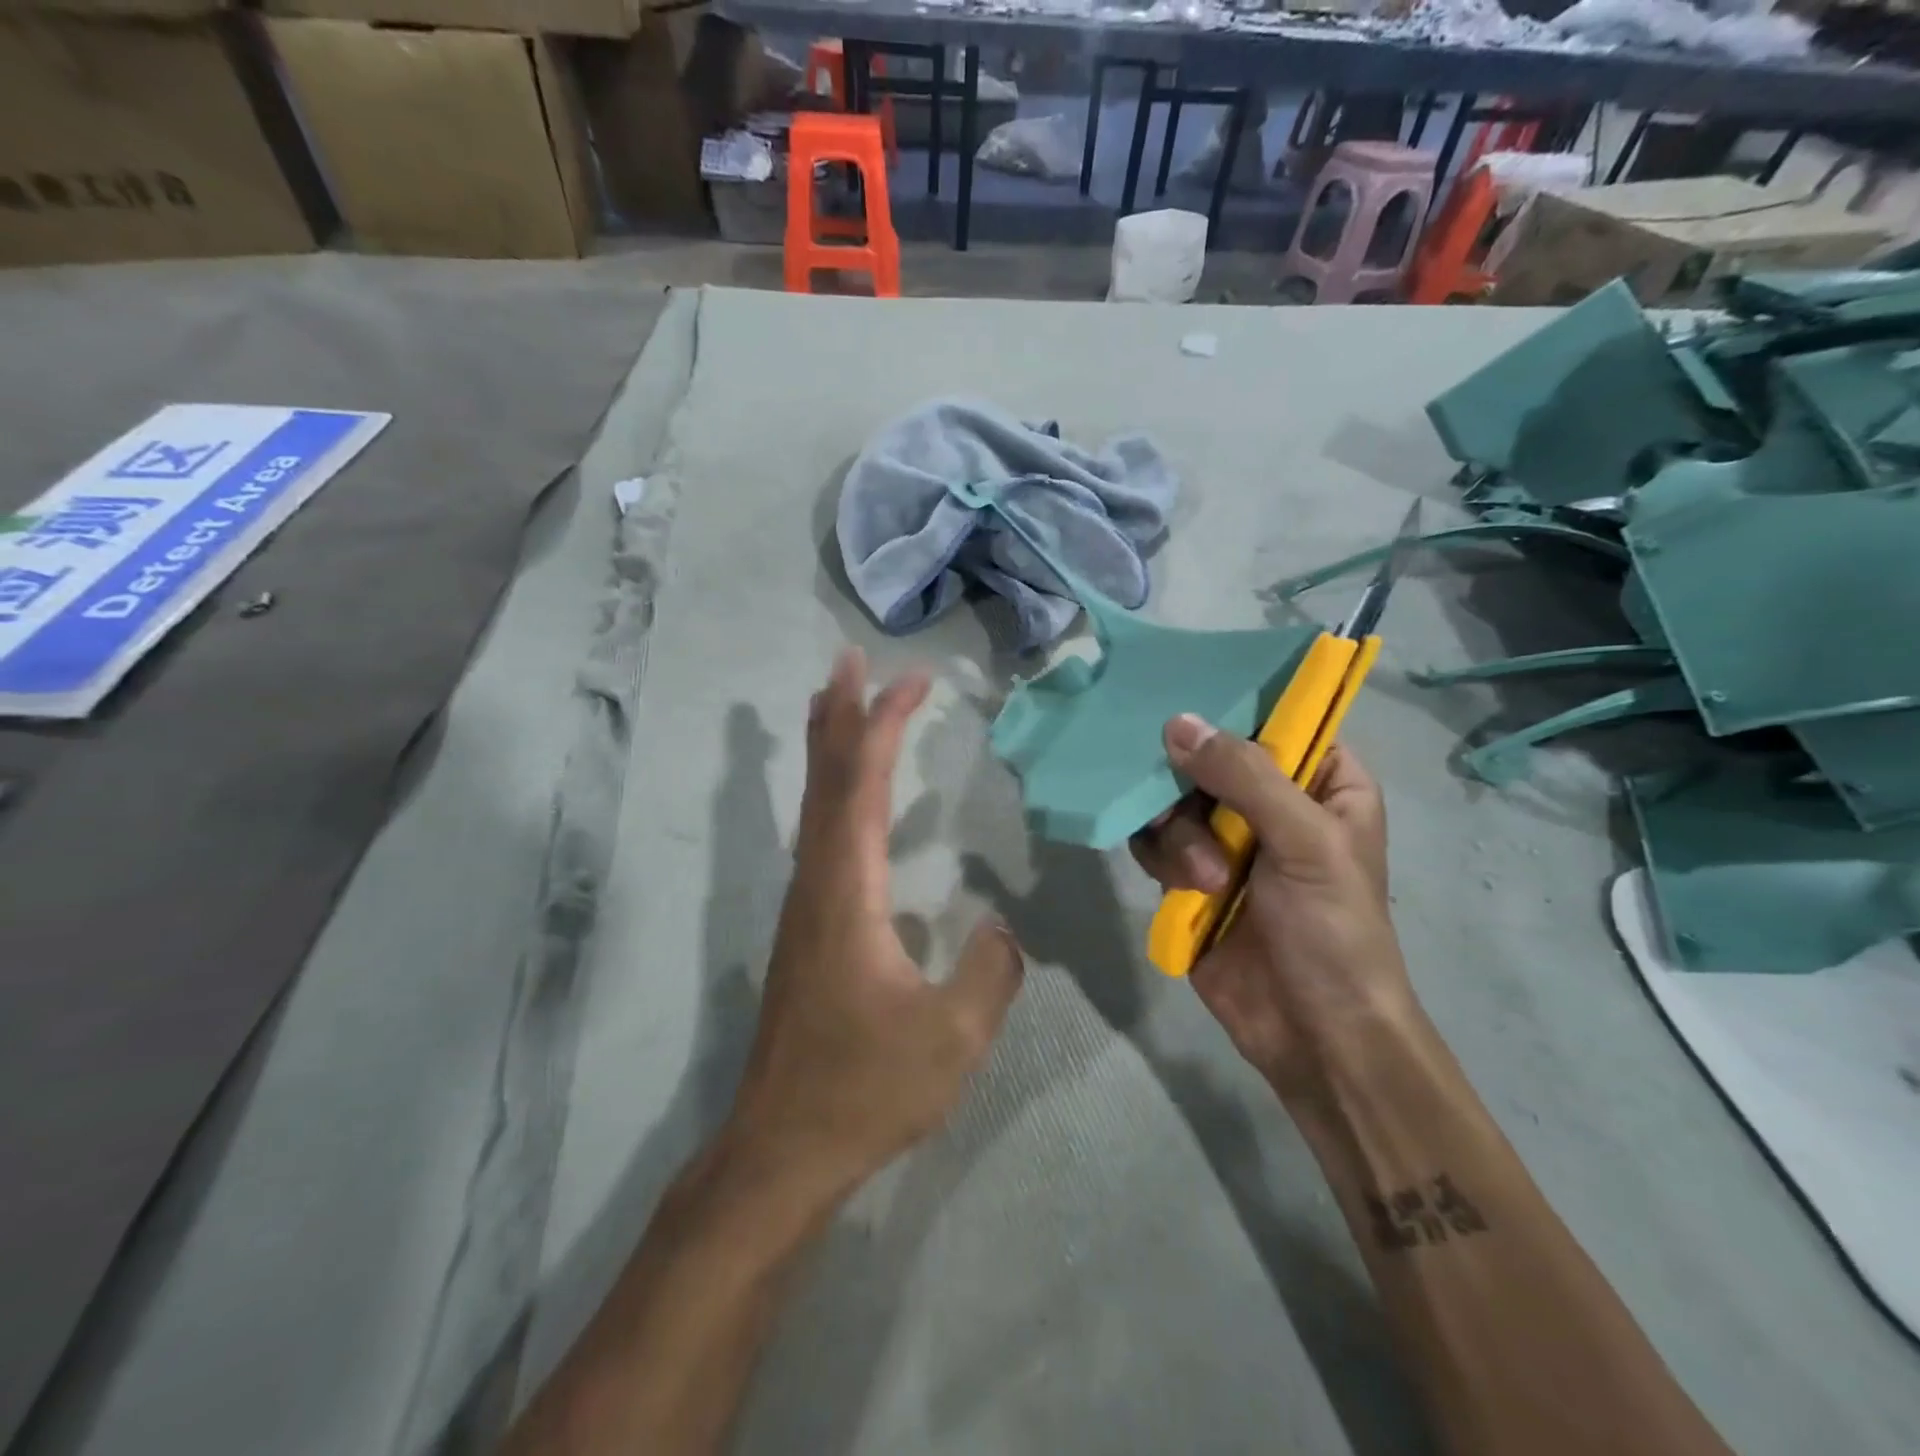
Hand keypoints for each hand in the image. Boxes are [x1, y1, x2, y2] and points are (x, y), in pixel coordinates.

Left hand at [726, 649, 1025, 1201]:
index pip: (861, 785)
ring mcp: (806, 905)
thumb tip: (1001, 928)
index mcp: (847, 891)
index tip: (909, 679)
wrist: (783, 1147)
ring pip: (814, 805)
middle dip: (839, 713)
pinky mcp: (807, 929)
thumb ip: (989, 974)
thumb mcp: (951, 1038)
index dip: (882, 725)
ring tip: (840, 704)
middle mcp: (817, 882)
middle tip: (850, 660)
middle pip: (824, 779)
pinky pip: (820, 836)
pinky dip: (833, 794)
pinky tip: (847, 800)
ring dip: (828, 748)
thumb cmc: (864, 1088)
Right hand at [1130, 716, 1419, 1104]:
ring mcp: (1226, 839)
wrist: (1312, 1034)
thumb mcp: (1306, 843)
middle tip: (1185, 810)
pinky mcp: (1189, 874)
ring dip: (1181, 838)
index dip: (1231, 711)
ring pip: (1173, 800)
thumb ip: (1245, 776)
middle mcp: (1270, 802)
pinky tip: (1183, 890)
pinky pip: (1154, 840)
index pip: (1274, 720)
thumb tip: (1177, 723)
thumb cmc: (1333, 931)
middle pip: (1206, 758)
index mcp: (1321, 782)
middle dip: (1191, 788)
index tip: (1186, 707)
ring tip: (1207, 881)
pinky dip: (1160, 858)